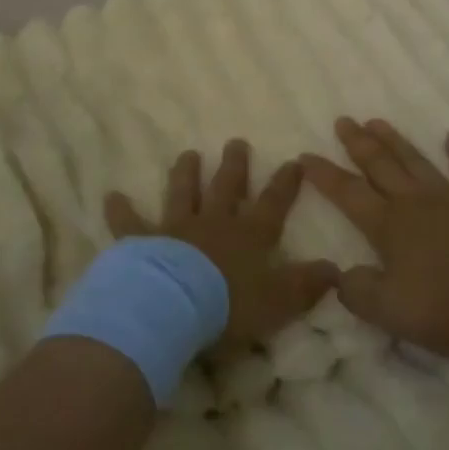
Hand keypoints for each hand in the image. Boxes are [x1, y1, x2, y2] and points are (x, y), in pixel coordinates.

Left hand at [105, 141, 338, 347]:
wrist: (173, 307)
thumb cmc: (229, 306)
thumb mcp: (279, 301)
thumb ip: (306, 285)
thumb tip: (337, 271)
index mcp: (248, 236)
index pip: (273, 204)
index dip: (285, 183)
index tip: (294, 160)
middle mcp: (214, 223)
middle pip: (227, 187)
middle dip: (234, 165)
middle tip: (236, 142)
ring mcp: (176, 228)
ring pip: (184, 193)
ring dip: (186, 174)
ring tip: (188, 154)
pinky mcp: (142, 242)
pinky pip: (130, 223)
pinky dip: (120, 210)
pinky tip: (111, 196)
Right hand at [301, 119, 448, 359]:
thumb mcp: (391, 312)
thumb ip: (359, 292)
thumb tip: (339, 275)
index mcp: (388, 226)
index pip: (347, 194)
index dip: (324, 175)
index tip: (304, 155)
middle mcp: (414, 202)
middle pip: (380, 166)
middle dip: (358, 144)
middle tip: (343, 121)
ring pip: (414, 160)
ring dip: (394, 140)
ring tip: (377, 121)